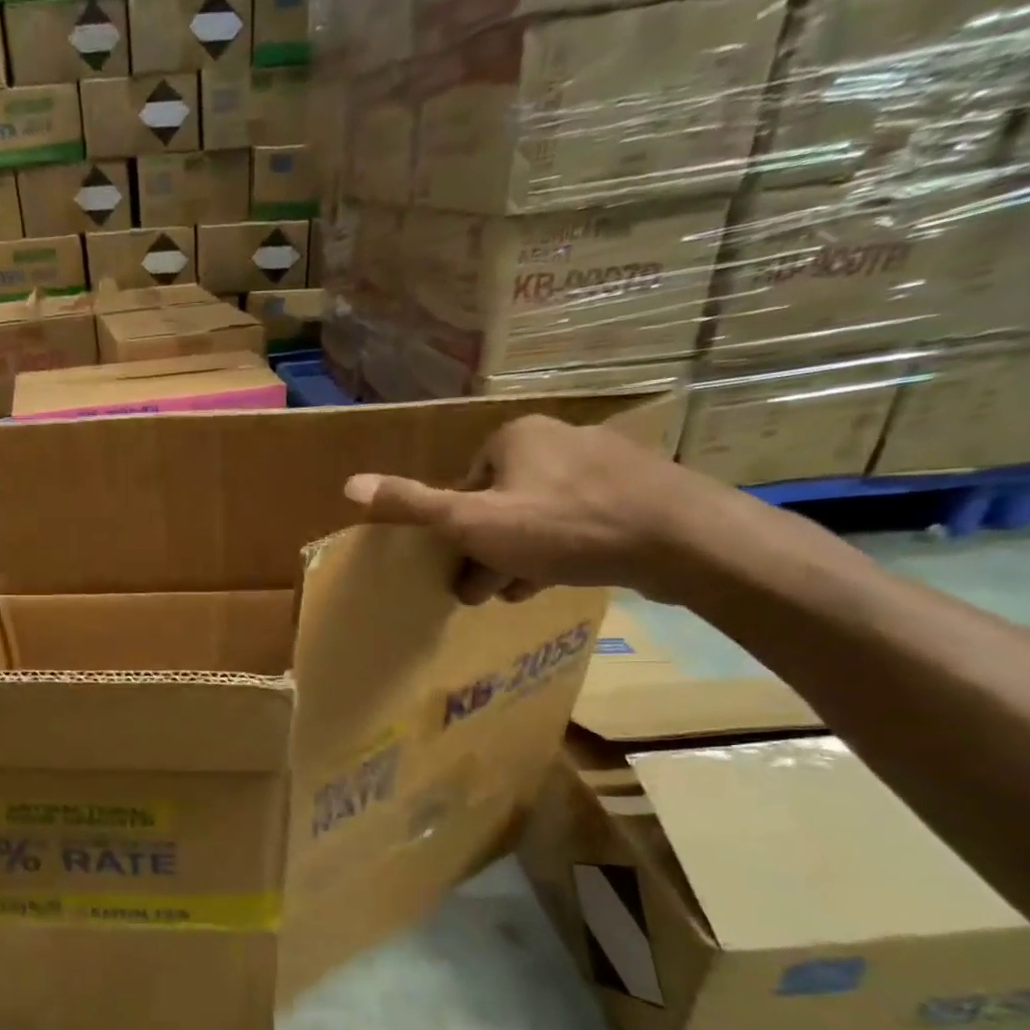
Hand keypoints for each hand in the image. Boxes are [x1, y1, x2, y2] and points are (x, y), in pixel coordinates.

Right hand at [344, 415, 728, 604]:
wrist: (681, 539)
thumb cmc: (563, 528)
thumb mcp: (473, 523)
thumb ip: (413, 505)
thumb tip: (348, 486)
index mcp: (513, 437)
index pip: (464, 487)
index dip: (455, 532)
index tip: (459, 568)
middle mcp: (556, 438)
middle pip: (499, 502)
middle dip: (487, 549)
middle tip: (483, 591)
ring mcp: (600, 463)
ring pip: (537, 515)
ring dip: (518, 555)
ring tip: (518, 592)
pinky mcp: (634, 490)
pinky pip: (576, 520)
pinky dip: (559, 549)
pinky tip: (556, 579)